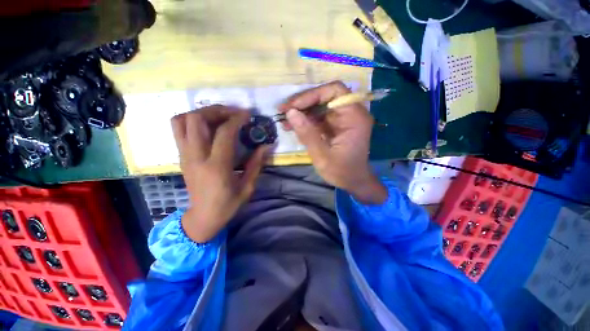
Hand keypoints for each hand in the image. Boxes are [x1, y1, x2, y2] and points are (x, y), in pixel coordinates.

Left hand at [171, 106, 269, 242]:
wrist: (202, 217)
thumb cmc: (227, 204)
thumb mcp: (247, 187)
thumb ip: (256, 164)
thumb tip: (266, 146)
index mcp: (217, 167)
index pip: (224, 133)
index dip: (236, 118)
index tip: (247, 114)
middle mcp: (196, 157)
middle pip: (197, 119)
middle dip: (217, 110)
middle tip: (233, 113)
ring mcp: (185, 155)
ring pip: (182, 120)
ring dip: (201, 112)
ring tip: (219, 116)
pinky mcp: (181, 156)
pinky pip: (179, 129)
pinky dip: (192, 120)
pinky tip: (209, 126)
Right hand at [278, 81, 386, 203]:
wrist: (353, 182)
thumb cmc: (342, 172)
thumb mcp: (322, 156)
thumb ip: (307, 134)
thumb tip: (290, 113)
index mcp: (354, 117)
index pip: (335, 91)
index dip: (312, 94)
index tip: (294, 106)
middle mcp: (351, 113)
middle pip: (325, 97)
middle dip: (303, 103)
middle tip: (283, 111)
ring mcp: (343, 119)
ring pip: (320, 107)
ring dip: (302, 112)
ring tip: (284, 121)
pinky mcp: (336, 126)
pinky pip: (319, 118)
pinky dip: (306, 121)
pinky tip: (292, 126)